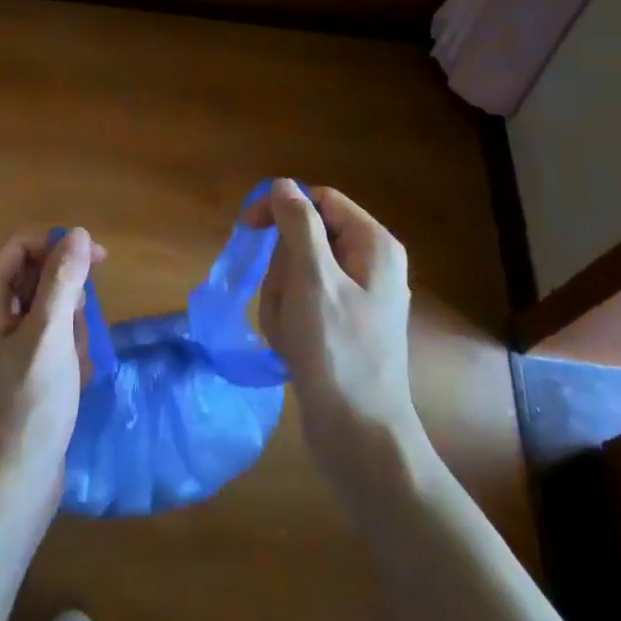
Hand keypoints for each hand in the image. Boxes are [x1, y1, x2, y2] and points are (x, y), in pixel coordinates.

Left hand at [0, 228, 101, 521]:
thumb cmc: (29, 407)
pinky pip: (47, 343)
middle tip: (76, 333)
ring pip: (47, 313)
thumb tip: (78, 233)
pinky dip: (65, 355)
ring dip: (69, 331)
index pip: (19, 249)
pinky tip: (73, 382)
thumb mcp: (50, 337)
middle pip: (34, 279)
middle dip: (66, 300)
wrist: (10, 488)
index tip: (99, 262)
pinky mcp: (16, 374)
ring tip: (73, 366)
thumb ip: (63, 281)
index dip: (57, 248)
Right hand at [244, 181, 425, 500]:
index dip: (281, 208)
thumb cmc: (337, 352)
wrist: (359, 435)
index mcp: (373, 245)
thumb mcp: (313, 280)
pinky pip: (301, 304)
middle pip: (304, 239)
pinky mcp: (342, 326)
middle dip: (281, 270)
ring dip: (281, 300)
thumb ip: (298, 226)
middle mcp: (370, 264)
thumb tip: (283, 185)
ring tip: (290, 334)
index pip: (319, 201)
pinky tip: (292, 349)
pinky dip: (288, 322)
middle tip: (286, 304)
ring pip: (296, 274)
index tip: (247, 229)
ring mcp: (356, 298)